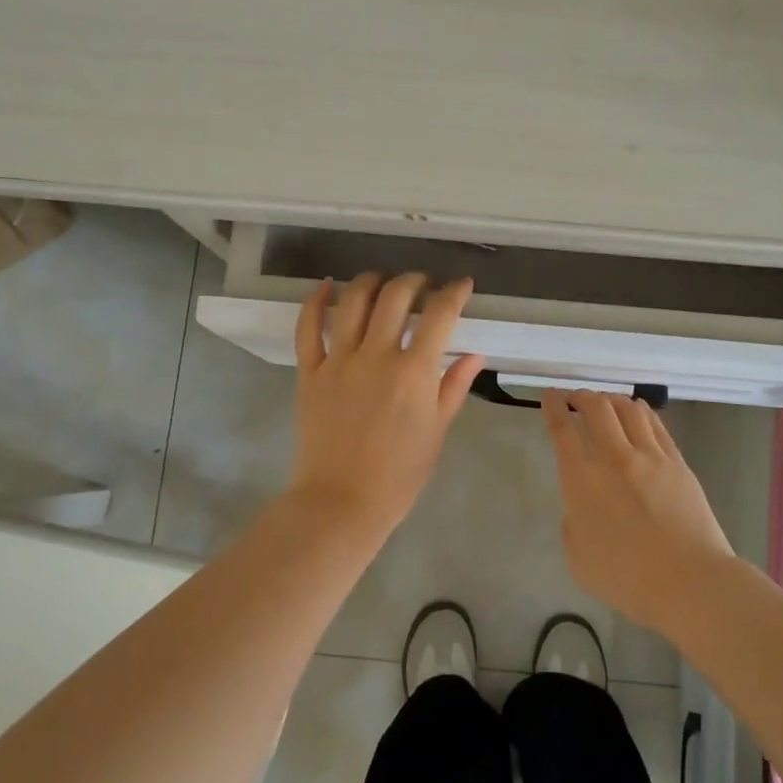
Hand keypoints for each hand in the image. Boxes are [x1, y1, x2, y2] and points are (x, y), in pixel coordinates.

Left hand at [288, 272, 484, 542]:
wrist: (342, 502)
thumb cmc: (399, 475)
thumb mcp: (436, 431)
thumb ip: (454, 387)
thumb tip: (474, 355)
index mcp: (414, 372)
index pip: (440, 315)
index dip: (454, 293)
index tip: (462, 285)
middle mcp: (376, 356)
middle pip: (396, 296)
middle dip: (414, 280)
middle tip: (423, 284)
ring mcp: (339, 361)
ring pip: (354, 302)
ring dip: (372, 281)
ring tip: (383, 280)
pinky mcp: (309, 372)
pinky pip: (308, 328)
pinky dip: (316, 301)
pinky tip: (326, 286)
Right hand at [541, 390, 735, 630]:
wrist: (689, 582)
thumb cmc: (627, 579)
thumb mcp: (578, 558)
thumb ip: (573, 523)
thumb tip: (582, 506)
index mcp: (582, 482)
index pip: (563, 430)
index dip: (553, 407)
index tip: (550, 396)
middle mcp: (614, 459)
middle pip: (596, 408)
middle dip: (581, 396)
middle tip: (575, 397)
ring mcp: (650, 457)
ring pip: (628, 409)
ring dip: (611, 399)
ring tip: (605, 402)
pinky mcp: (677, 463)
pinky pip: (655, 425)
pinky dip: (640, 411)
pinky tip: (637, 412)